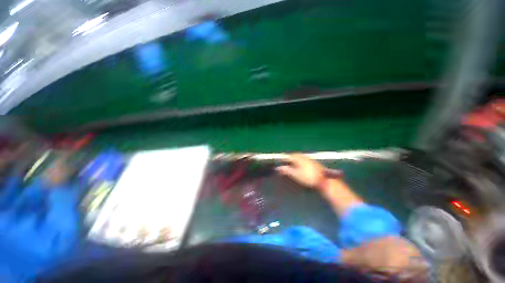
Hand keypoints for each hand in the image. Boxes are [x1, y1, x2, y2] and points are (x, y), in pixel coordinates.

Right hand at [276, 154, 324, 188]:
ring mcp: (310, 159)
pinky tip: (301, 165)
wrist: (323, 181)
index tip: (280, 159)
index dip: (284, 157)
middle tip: (285, 160)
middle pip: (295, 155)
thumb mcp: (296, 175)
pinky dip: (300, 160)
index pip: (289, 155)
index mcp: (299, 158)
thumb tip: (278, 167)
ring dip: (295, 158)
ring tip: (292, 162)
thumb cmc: (308, 177)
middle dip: (290, 157)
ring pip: (300, 156)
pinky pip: (304, 159)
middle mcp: (304, 157)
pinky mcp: (314, 162)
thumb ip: (287, 170)